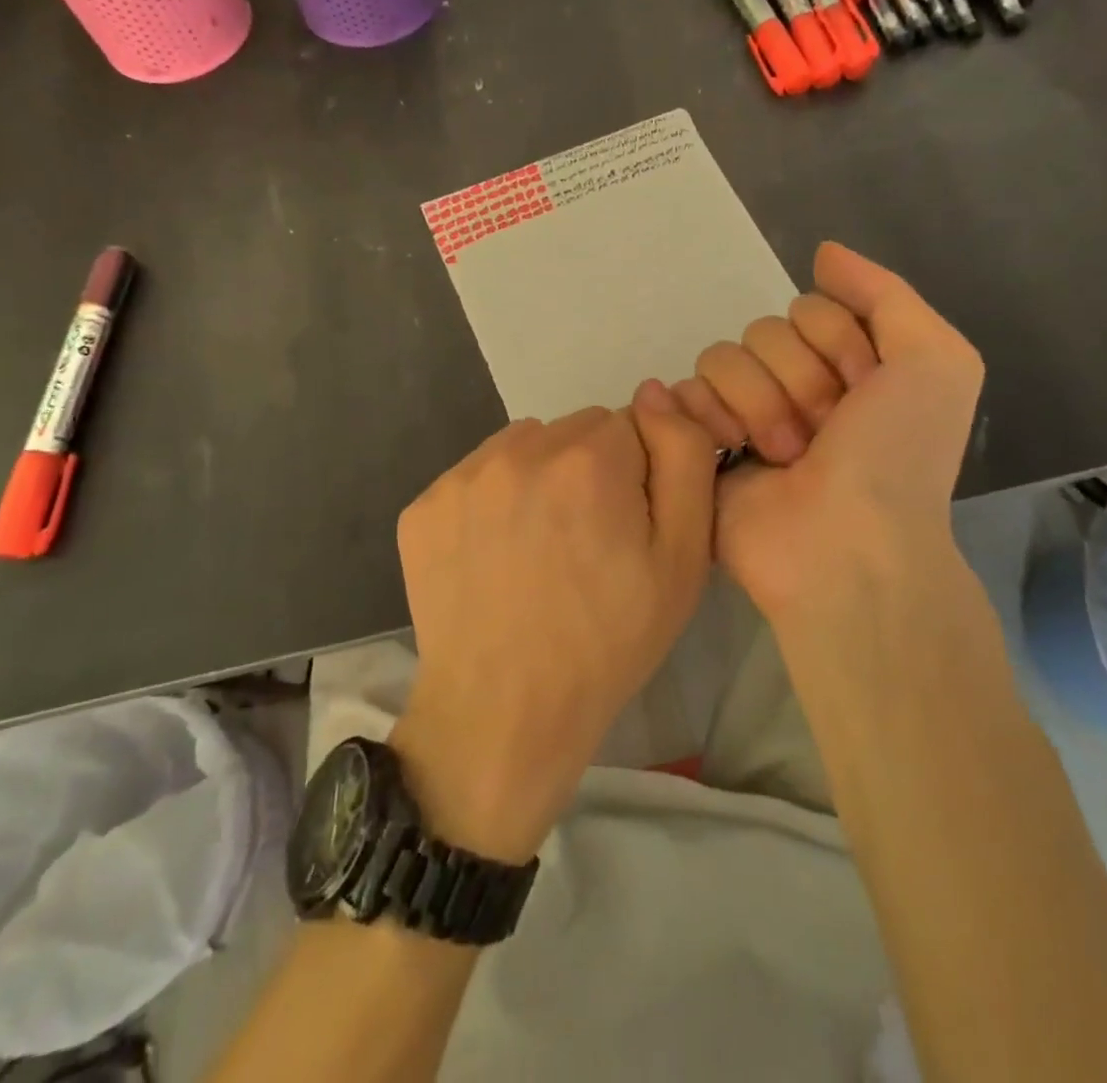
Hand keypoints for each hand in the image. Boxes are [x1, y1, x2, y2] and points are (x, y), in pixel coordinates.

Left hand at [390, 389, 716, 862]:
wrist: (505, 714)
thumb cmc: (608, 640)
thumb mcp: (683, 557)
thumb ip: (684, 457)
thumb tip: (657, 391)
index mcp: (588, 459)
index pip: (631, 425)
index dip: (639, 474)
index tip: (629, 525)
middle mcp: (518, 450)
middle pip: (576, 431)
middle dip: (591, 469)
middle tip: (589, 542)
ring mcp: (461, 476)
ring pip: (525, 447)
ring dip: (541, 477)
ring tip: (542, 548)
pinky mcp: (423, 507)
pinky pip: (477, 477)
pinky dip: (494, 501)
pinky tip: (498, 556)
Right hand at [672, 242, 984, 632]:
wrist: (844, 547)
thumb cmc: (896, 456)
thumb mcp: (935, 362)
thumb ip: (886, 294)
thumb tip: (822, 254)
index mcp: (848, 365)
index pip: (813, 308)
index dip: (838, 346)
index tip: (864, 393)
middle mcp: (795, 385)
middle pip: (765, 330)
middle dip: (797, 380)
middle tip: (821, 434)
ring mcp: (745, 413)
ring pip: (722, 356)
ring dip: (758, 405)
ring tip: (783, 456)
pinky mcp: (701, 442)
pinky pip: (683, 393)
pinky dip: (707, 418)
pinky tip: (732, 451)